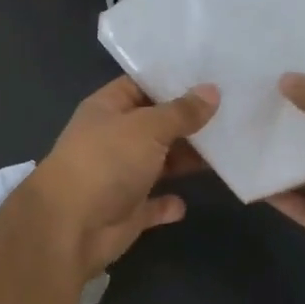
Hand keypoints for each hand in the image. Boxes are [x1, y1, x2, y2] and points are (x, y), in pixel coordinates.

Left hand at [27, 76, 217, 281]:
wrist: (71, 226)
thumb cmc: (107, 162)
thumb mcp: (148, 127)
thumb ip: (181, 111)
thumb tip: (212, 90)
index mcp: (107, 109)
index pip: (140, 85)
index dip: (171, 80)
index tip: (210, 76)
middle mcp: (112, 139)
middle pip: (154, 125)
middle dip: (187, 122)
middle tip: (233, 112)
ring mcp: (118, 176)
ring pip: (158, 163)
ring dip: (185, 160)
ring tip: (228, 150)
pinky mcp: (126, 212)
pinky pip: (153, 204)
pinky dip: (168, 204)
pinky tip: (187, 202)